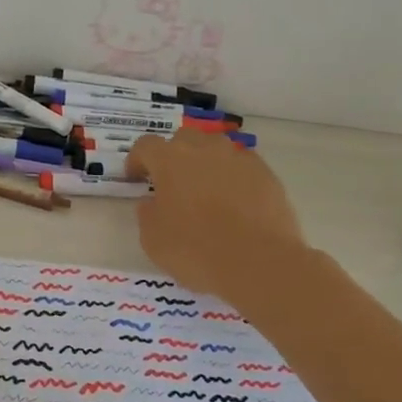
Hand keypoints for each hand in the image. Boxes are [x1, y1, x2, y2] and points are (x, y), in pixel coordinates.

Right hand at [126, 133, 306, 300]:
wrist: (258, 262)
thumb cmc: (195, 250)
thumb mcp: (152, 239)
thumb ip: (147, 213)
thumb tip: (152, 202)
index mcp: (170, 160)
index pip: (146, 146)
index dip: (137, 160)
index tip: (136, 178)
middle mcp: (204, 149)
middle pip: (183, 139)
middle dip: (173, 156)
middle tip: (172, 183)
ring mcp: (238, 158)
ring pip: (216, 149)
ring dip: (205, 163)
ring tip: (206, 191)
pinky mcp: (266, 173)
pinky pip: (242, 166)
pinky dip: (234, 177)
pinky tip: (235, 202)